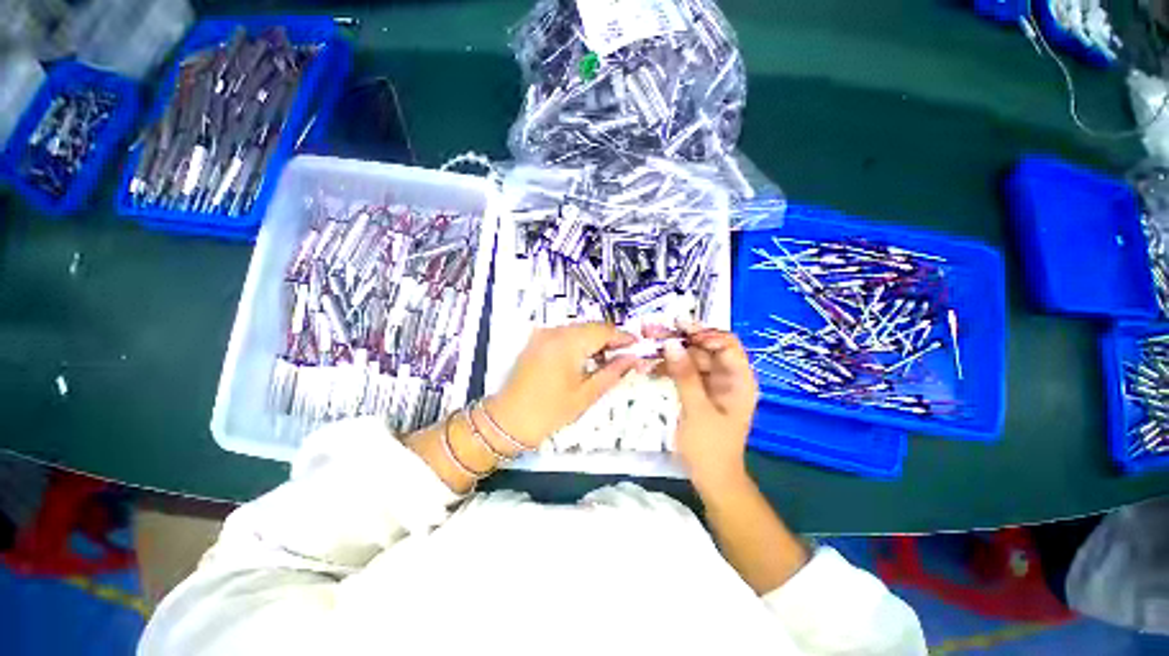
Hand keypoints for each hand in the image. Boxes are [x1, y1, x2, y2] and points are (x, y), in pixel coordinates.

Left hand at [485, 323, 644, 446]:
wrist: (508, 420)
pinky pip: (564, 334)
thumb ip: (612, 372)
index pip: (604, 330)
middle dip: (609, 338)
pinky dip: (579, 342)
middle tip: (625, 354)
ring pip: (578, 329)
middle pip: (591, 327)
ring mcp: (543, 334)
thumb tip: (633, 359)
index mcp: (568, 343)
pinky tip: (585, 357)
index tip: (638, 345)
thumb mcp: (586, 394)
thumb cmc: (550, 411)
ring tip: (607, 358)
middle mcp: (555, 331)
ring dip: (594, 339)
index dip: (623, 337)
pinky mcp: (536, 340)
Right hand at [661, 325, 758, 491]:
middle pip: (705, 347)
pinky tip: (652, 367)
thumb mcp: (697, 410)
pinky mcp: (699, 390)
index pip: (726, 344)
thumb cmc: (710, 447)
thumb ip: (685, 375)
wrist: (711, 478)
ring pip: (692, 357)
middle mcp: (727, 376)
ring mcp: (712, 383)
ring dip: (671, 353)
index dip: (704, 333)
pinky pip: (684, 371)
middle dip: (680, 339)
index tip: (678, 329)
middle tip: (653, 331)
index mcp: (739, 379)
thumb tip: (671, 343)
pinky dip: (670, 368)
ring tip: (647, 347)